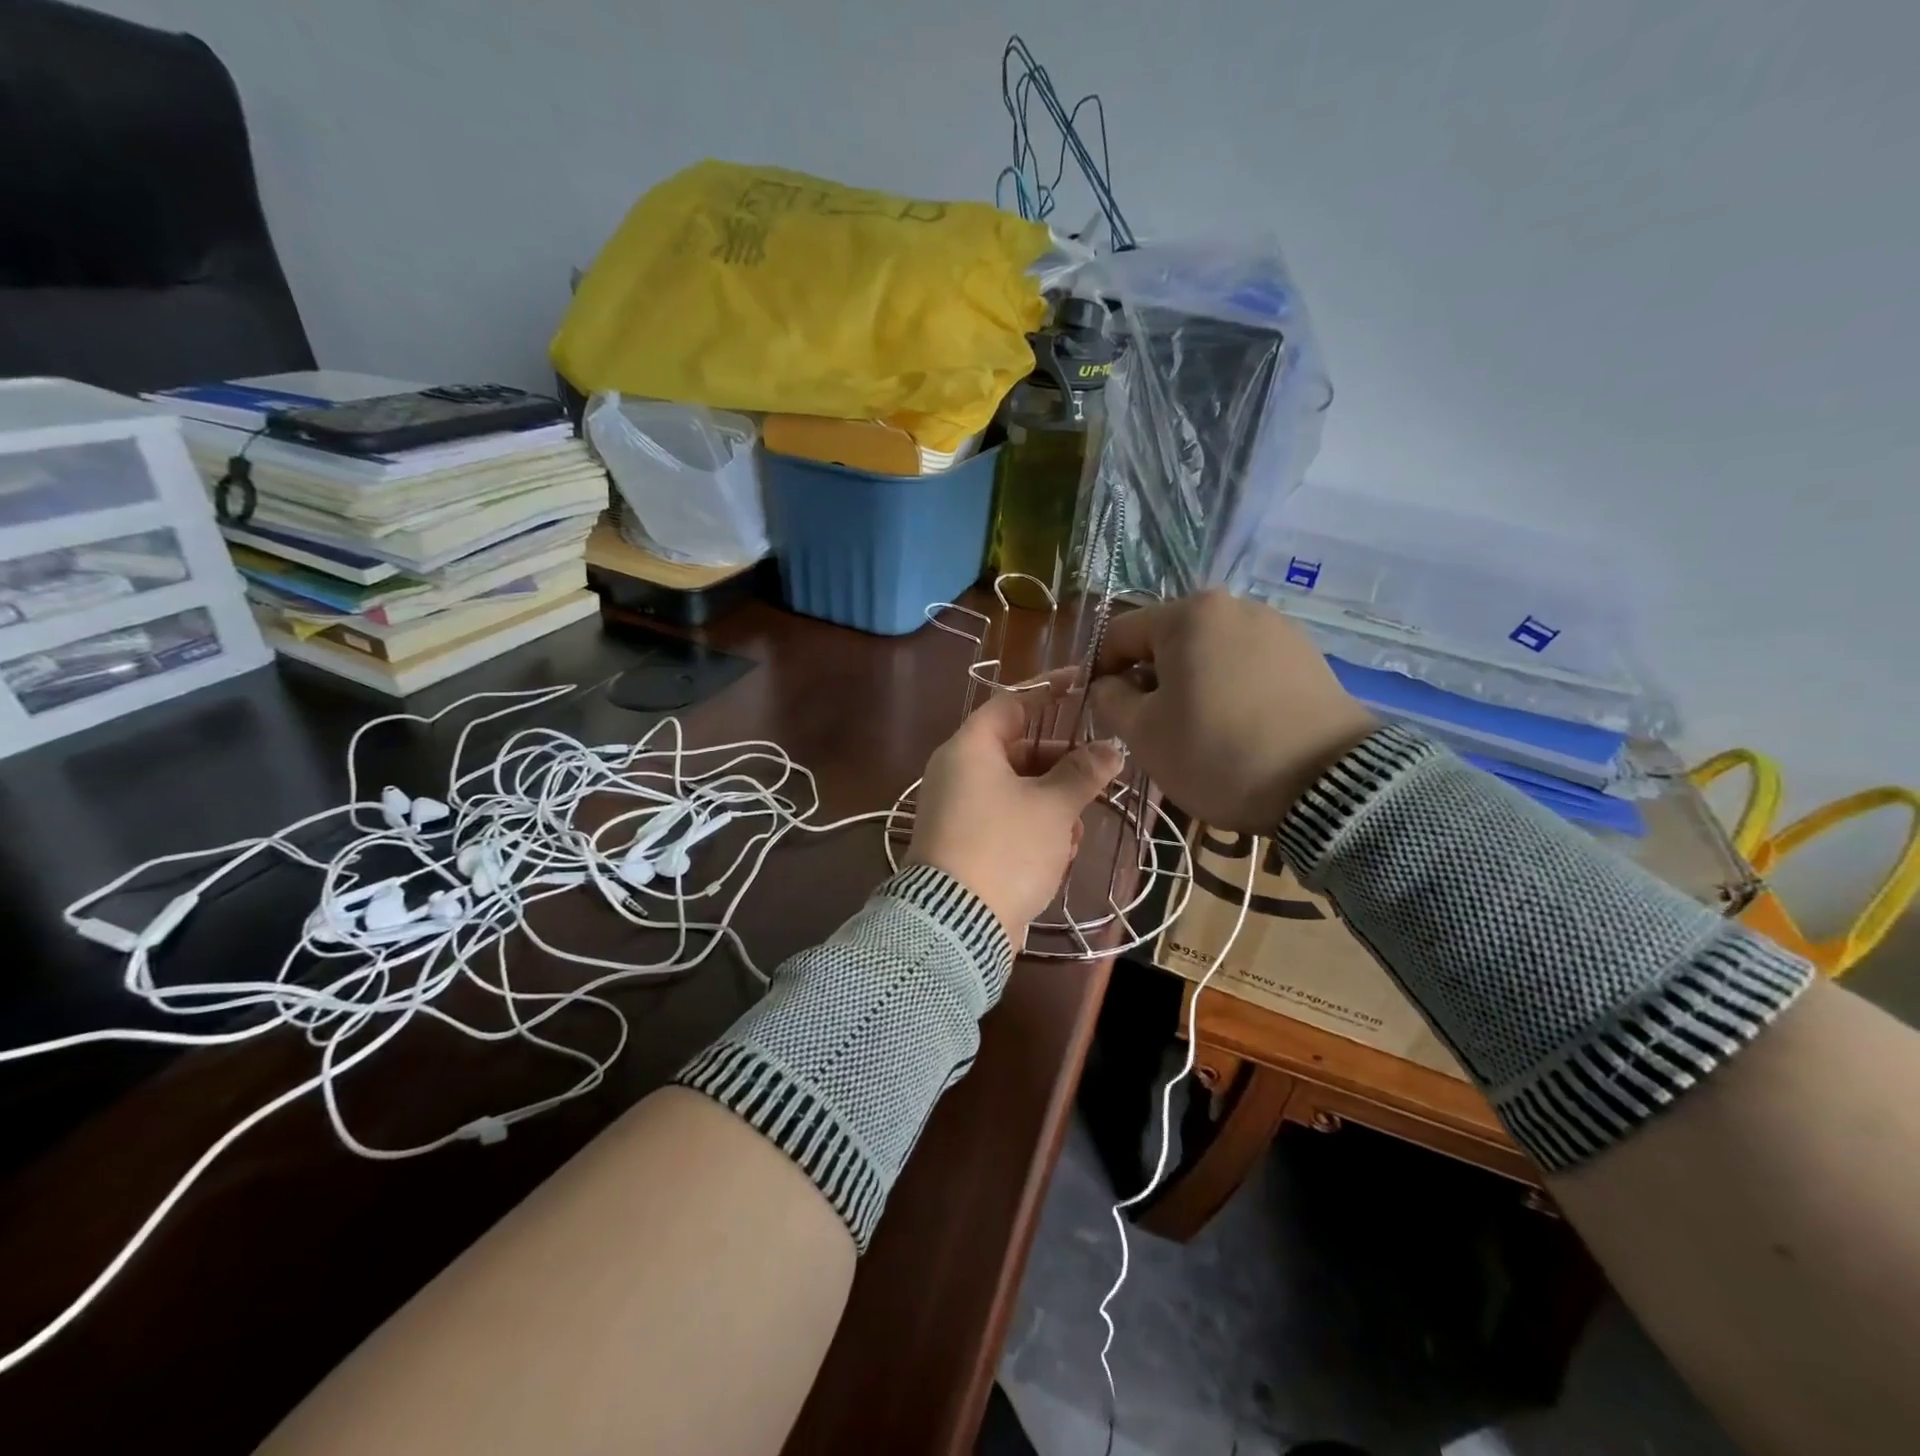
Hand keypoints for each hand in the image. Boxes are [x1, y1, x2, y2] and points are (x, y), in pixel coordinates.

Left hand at [907, 685, 1125, 943]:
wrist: (957, 924)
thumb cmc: (1005, 848)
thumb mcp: (1053, 808)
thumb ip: (1083, 773)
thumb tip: (1112, 748)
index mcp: (969, 750)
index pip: (1011, 704)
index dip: (1047, 692)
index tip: (1081, 685)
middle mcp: (957, 773)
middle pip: (1018, 751)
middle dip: (1060, 767)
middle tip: (1097, 775)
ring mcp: (958, 810)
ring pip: (1017, 791)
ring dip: (1052, 807)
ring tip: (1074, 833)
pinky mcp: (964, 844)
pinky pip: (1006, 821)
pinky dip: (1033, 831)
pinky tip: (1058, 856)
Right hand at [1085, 590, 1375, 832]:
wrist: (1328, 784)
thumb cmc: (1217, 753)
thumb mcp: (1143, 734)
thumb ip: (1109, 699)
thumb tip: (1109, 685)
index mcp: (1187, 614)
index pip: (1119, 633)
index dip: (1099, 670)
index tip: (1101, 710)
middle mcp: (1233, 605)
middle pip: (1167, 639)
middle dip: (1149, 678)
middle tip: (1149, 725)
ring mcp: (1276, 627)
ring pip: (1208, 652)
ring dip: (1189, 683)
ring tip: (1196, 728)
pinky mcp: (1306, 655)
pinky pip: (1246, 663)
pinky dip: (1228, 687)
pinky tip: (1236, 725)